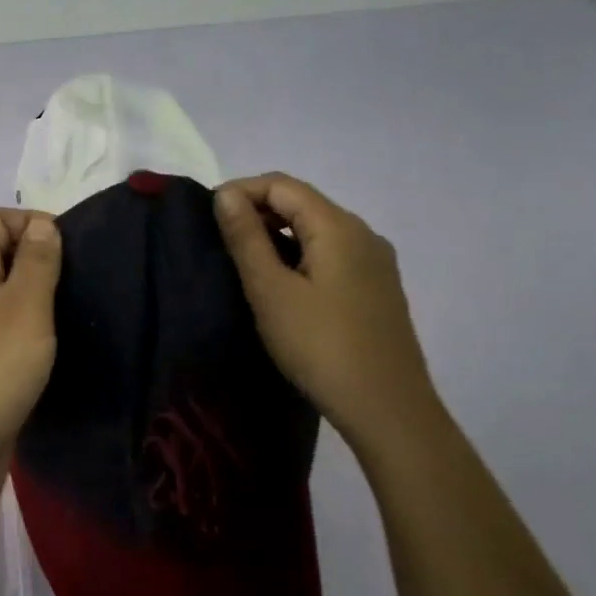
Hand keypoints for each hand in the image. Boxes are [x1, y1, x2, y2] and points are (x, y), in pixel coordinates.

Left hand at [0, 209, 61, 511]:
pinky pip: (5, 335)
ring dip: (40, 302)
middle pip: (1, 256)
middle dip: (42, 262)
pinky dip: (31, 336)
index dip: (32, 221)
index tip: (74, 249)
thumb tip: (42, 226)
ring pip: (6, 299)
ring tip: (79, 316)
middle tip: (84, 284)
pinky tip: (58, 351)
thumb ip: (37, 263)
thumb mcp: (24, 307)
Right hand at [213, 173, 445, 454]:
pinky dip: (299, 254)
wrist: (388, 410)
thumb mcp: (271, 290)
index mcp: (338, 227)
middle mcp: (363, 234)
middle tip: (220, 240)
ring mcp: (375, 262)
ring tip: (244, 263)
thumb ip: (246, 237)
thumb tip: (225, 194)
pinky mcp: (376, 288)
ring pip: (317, 229)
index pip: (282, 185)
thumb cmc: (320, 346)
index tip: (208, 217)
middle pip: (302, 202)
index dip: (241, 191)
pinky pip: (331, 253)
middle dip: (258, 210)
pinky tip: (281, 284)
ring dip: (277, 234)